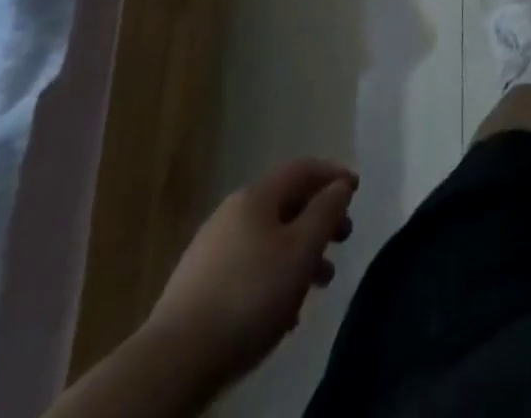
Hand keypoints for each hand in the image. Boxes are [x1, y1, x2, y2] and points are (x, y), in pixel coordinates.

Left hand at [143, 159, 357, 382]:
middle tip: (343, 239)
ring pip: (268, 240)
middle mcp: (231, 213)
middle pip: (285, 205)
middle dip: (318, 220)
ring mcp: (210, 250)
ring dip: (298, 254)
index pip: (302, 169)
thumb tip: (339, 186)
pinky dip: (273, 277)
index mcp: (256, 197)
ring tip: (319, 285)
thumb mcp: (301, 251)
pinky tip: (283, 311)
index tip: (356, 190)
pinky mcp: (198, 286)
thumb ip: (326, 213)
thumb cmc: (249, 296)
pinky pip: (248, 268)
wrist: (174, 362)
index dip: (332, 174)